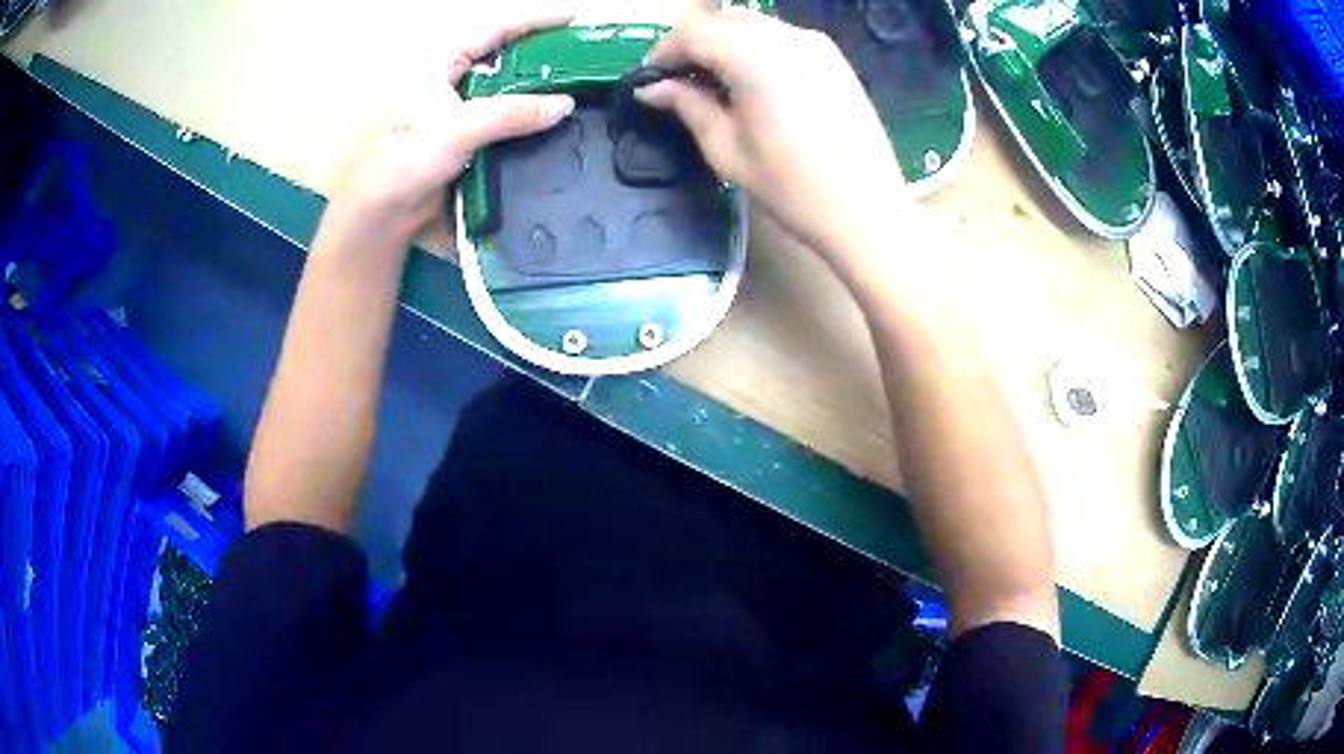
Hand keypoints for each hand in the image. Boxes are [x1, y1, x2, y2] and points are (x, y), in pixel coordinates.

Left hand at [325, 13, 576, 243]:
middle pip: (500, 53)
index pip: (494, 28)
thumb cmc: (403, 163)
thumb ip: (514, 113)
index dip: (535, 20)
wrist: (381, 216)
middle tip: (579, 53)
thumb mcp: (459, 130)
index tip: (573, 18)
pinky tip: (545, 115)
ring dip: (531, 83)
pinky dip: (520, 111)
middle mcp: (443, 75)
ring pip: (500, 83)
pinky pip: (497, 111)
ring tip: (571, 81)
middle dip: (538, 52)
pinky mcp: (455, 131)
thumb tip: (565, 104)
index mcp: (436, 61)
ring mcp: (449, 104)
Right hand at [638, 9, 906, 261]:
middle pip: (723, 19)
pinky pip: (782, 38)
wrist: (867, 210)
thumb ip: (688, 106)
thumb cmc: (791, 187)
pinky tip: (753, 84)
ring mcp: (816, 44)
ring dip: (724, 43)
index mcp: (754, 55)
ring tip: (714, 84)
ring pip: (753, 25)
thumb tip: (652, 89)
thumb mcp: (726, 149)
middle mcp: (786, 36)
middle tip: (679, 81)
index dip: (664, 52)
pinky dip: (756, 48)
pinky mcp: (834, 59)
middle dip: (693, 43)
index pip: (693, 32)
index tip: (652, 81)